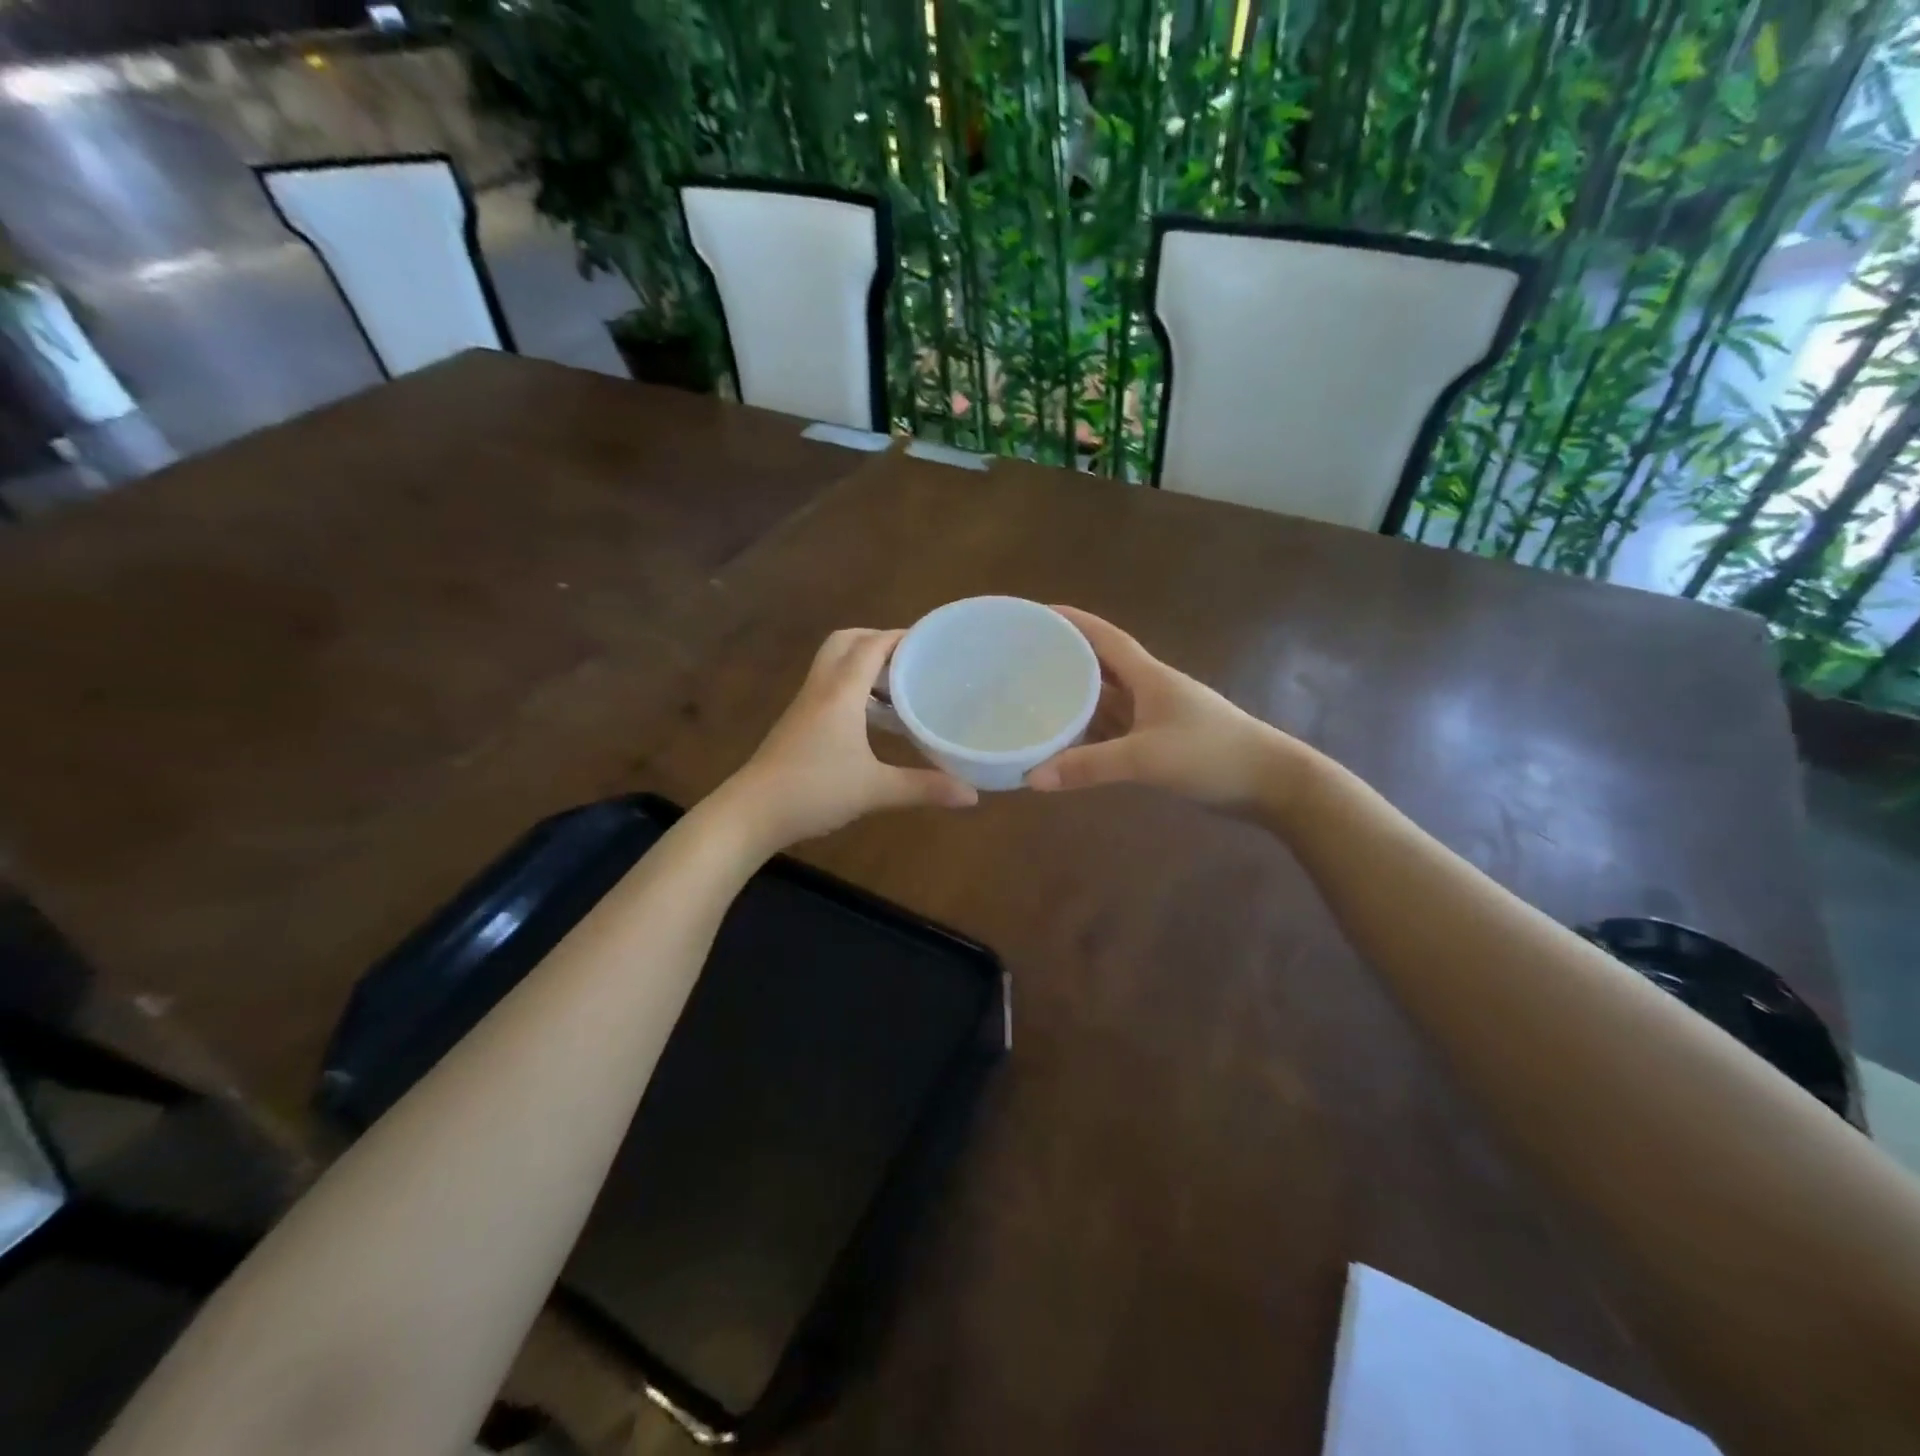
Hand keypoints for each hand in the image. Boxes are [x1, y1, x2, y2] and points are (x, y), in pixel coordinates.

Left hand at [716, 628, 977, 849]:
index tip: (933, 641)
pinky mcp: (797, 722)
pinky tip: (870, 719)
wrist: (751, 813)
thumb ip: (924, 788)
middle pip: (846, 642)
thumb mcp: (875, 790)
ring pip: (833, 664)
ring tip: (898, 685)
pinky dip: (851, 687)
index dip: (901, 636)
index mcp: (841, 692)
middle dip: (878, 640)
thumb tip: (972, 795)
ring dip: (863, 664)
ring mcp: (805, 705)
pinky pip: (827, 687)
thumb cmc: (814, 791)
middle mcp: (821, 688)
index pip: (872, 645)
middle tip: (911, 659)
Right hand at [1026, 606, 1300, 810]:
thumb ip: (1090, 766)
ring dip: (1078, 700)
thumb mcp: (1147, 758)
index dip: (1074, 621)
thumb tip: (1032, 776)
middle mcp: (1151, 690)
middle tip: (1024, 660)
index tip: (1040, 611)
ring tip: (1035, 699)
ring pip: (1109, 702)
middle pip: (1102, 667)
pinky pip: (1117, 731)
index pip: (1105, 638)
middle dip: (1067, 660)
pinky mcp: (1163, 744)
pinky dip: (1092, 734)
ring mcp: (1158, 718)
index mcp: (1149, 677)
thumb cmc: (1212, 754)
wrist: (1272, 783)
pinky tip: (1069, 743)